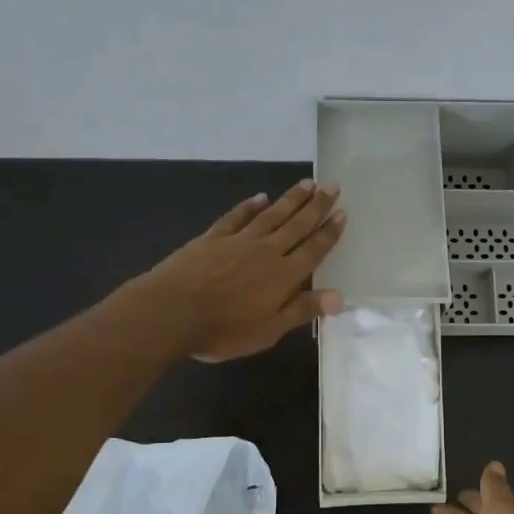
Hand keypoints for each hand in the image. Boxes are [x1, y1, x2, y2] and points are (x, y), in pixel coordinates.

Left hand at [140, 179, 346, 361]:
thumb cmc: (223, 330)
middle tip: (332, 185)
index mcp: (283, 276)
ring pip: (271, 215)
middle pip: (297, 225)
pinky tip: (260, 197)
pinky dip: (250, 205)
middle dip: (316, 205)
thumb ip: (302, 310)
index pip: (313, 250)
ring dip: (291, 199)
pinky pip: (237, 217)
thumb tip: (339, 297)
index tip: (342, 212)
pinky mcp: (213, 238)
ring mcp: (238, 241)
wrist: (171, 311)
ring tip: (307, 183)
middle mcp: (266, 251)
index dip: (329, 232)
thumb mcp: (268, 330)